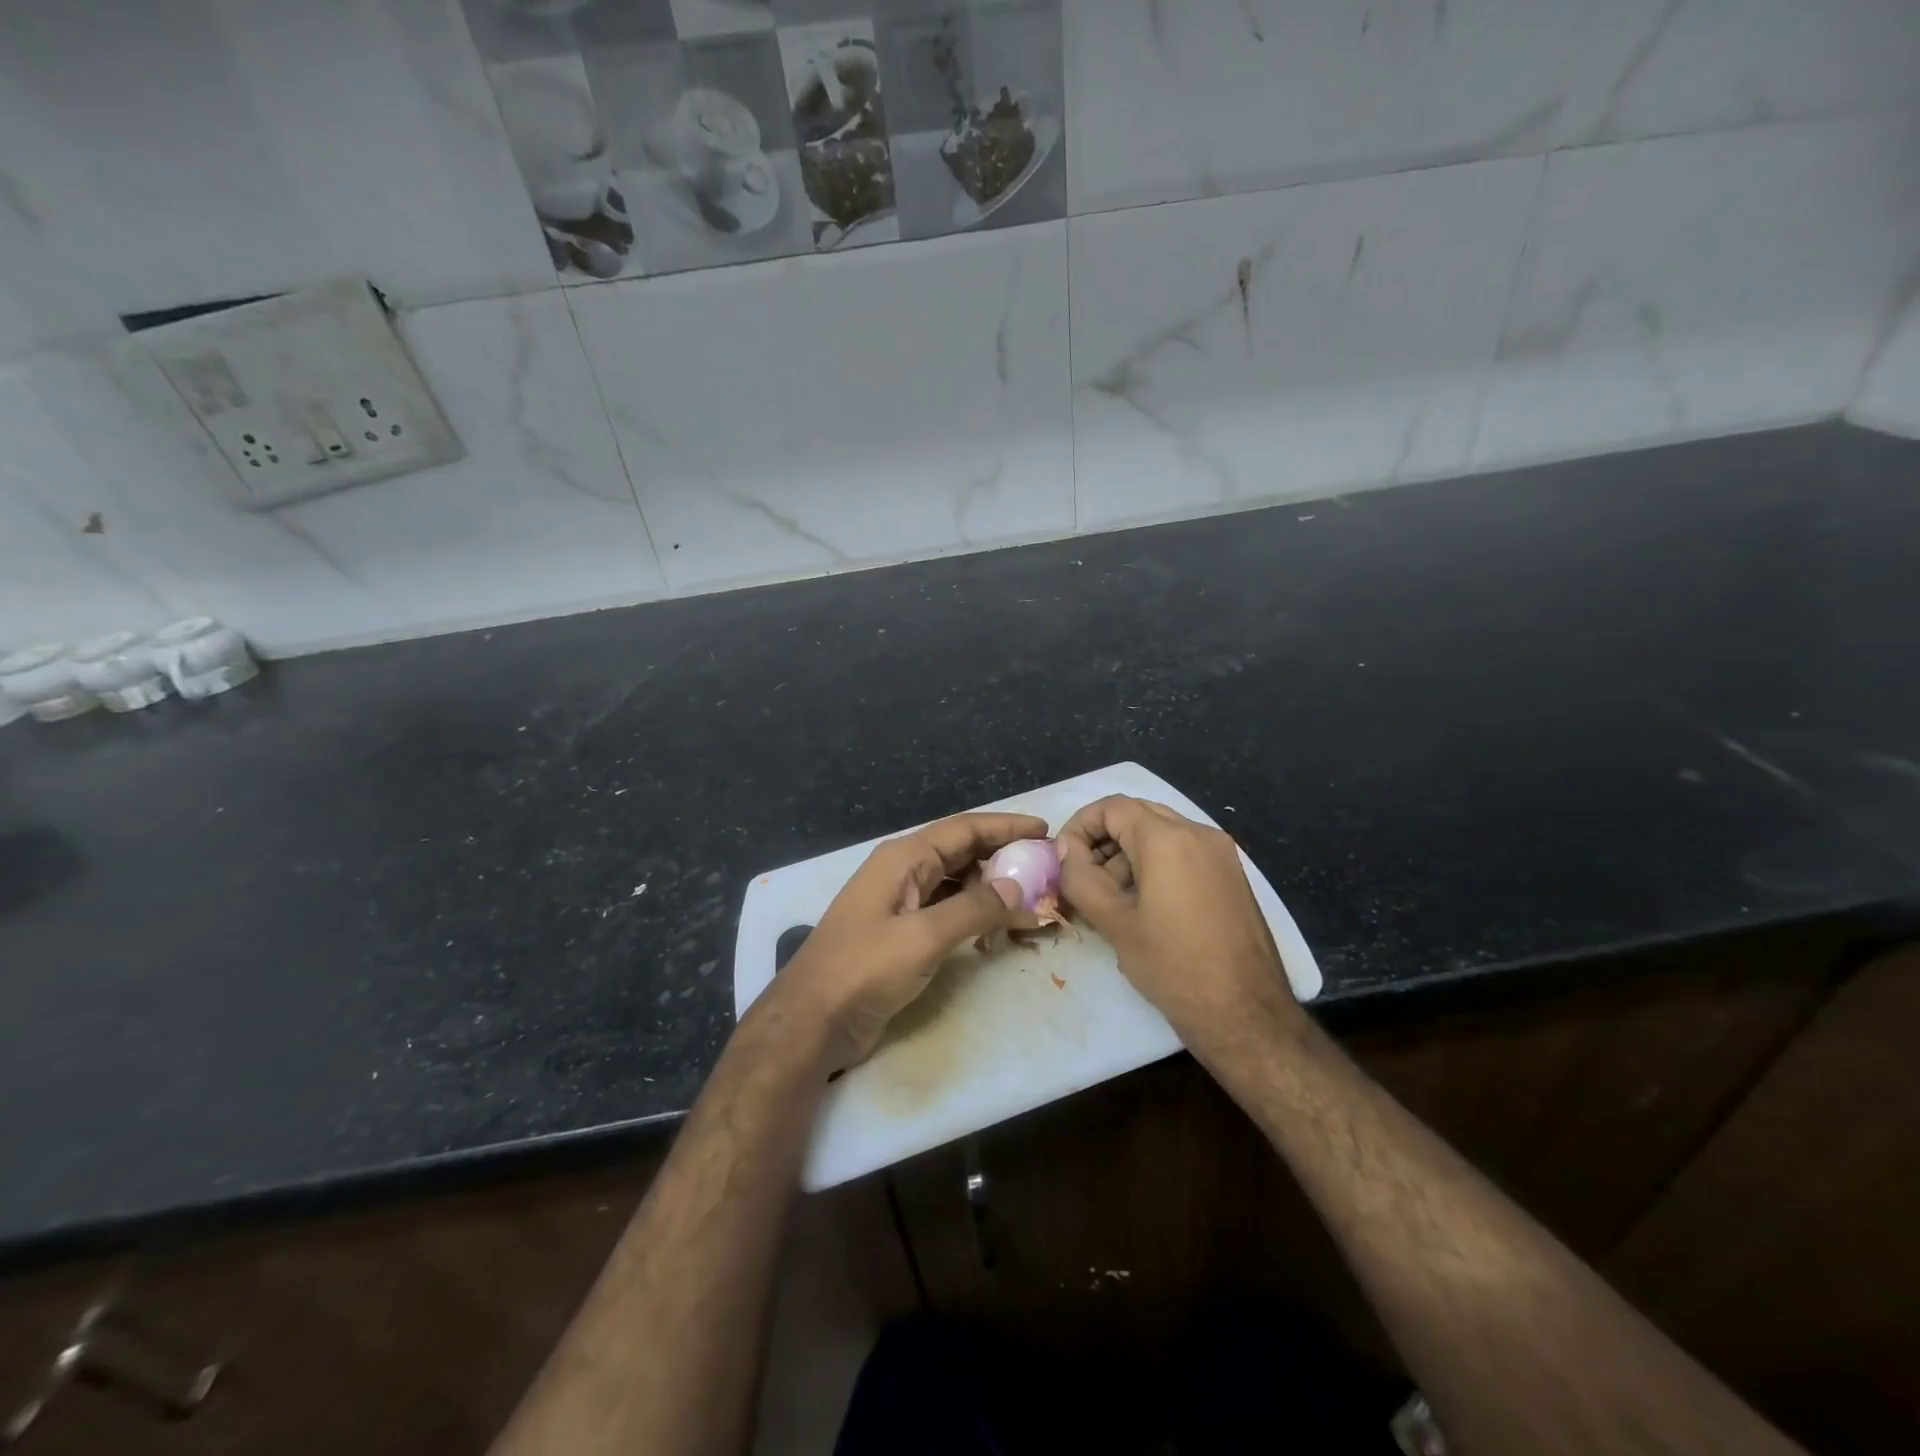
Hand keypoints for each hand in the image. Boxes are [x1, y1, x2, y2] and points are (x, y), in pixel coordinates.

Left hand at [773, 812, 1044, 1069]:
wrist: (811, 1021)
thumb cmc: (864, 969)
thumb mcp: (923, 936)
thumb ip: (974, 909)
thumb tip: (1018, 887)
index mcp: (904, 858)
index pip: (965, 829)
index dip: (1006, 826)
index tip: (1045, 830)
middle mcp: (903, 872)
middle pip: (962, 853)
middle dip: (1004, 857)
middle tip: (1046, 869)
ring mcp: (901, 903)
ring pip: (957, 883)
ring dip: (992, 889)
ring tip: (1032, 900)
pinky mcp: (902, 934)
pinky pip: (947, 912)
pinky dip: (975, 915)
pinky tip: (999, 928)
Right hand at [1057, 796, 1300, 1047]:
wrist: (1247, 1015)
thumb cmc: (1173, 966)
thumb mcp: (1115, 922)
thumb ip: (1080, 877)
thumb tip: (1064, 850)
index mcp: (1168, 838)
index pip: (1112, 807)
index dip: (1080, 826)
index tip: (1064, 858)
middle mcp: (1199, 833)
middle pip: (1138, 815)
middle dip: (1103, 840)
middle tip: (1083, 878)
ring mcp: (1221, 854)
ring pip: (1162, 834)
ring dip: (1128, 854)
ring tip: (1110, 899)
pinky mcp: (1232, 876)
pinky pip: (1184, 853)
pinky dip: (1156, 865)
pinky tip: (1144, 906)